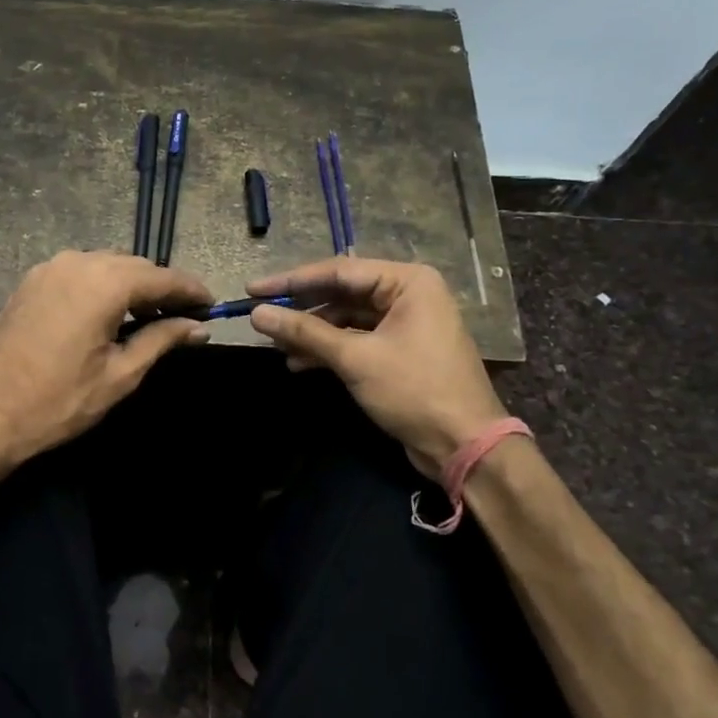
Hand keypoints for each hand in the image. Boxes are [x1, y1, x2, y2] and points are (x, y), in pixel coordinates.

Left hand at [0, 251, 210, 466]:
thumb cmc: (58, 402)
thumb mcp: (120, 375)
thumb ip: (162, 340)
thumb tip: (198, 327)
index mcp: (103, 282)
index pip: (162, 277)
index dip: (191, 291)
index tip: (212, 306)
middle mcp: (76, 262)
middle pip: (133, 266)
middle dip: (161, 288)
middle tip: (183, 318)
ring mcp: (47, 269)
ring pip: (105, 265)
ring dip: (131, 285)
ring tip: (148, 317)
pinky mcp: (29, 282)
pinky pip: (78, 273)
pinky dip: (101, 286)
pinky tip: (108, 314)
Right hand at [247, 258, 506, 479]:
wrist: (464, 446)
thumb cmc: (414, 390)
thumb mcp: (354, 358)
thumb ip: (305, 332)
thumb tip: (257, 314)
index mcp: (407, 281)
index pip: (338, 271)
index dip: (292, 281)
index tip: (253, 290)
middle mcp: (408, 294)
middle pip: (341, 292)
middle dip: (301, 309)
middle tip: (260, 317)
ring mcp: (405, 323)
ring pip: (346, 318)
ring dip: (312, 333)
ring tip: (276, 346)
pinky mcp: (399, 350)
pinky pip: (356, 338)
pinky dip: (329, 349)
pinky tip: (299, 363)